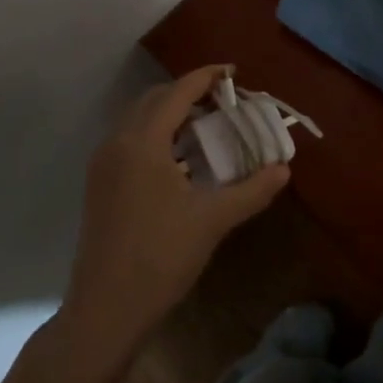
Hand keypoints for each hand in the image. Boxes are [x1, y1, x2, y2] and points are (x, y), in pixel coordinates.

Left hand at [63, 66, 289, 355]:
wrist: (106, 309)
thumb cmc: (161, 258)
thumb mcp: (213, 221)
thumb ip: (252, 190)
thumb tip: (283, 170)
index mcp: (143, 143)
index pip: (178, 93)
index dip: (207, 77)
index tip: (234, 73)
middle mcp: (117, 143)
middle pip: (154, 99)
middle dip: (189, 93)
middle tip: (224, 102)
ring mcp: (103, 165)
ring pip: (138, 120)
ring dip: (171, 114)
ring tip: (207, 127)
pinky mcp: (99, 185)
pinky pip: (130, 141)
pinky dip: (156, 135)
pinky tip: (180, 160)